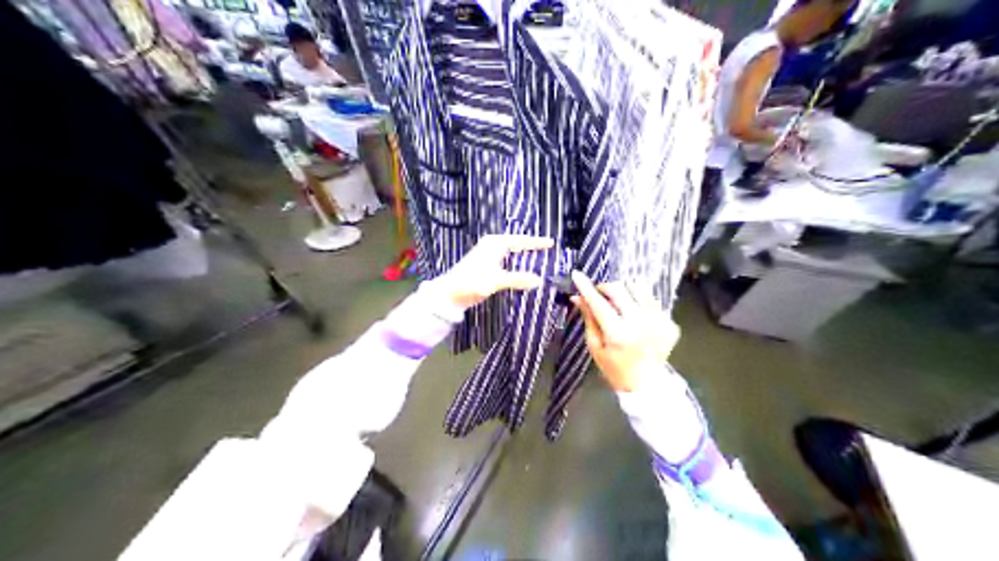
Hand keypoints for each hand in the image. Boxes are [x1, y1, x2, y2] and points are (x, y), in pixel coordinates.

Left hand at [437, 233, 553, 309]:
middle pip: (516, 243)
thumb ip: (518, 279)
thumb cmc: (471, 283)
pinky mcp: (484, 263)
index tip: (551, 243)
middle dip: (530, 245)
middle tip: (547, 247)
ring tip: (537, 256)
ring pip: (510, 250)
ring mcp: (487, 254)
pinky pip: (505, 258)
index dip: (536, 242)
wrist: (449, 293)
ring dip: (523, 253)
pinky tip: (520, 268)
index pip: (521, 240)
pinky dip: (515, 261)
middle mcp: (491, 245)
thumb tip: (538, 280)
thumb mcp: (497, 281)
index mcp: (495, 244)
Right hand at [569, 270, 679, 391]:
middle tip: (600, 294)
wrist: (647, 384)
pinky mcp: (670, 322)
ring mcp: (658, 322)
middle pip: (619, 289)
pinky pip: (652, 300)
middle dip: (605, 287)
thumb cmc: (614, 368)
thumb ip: (588, 319)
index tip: (577, 275)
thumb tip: (577, 296)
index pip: (599, 303)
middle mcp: (640, 324)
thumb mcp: (595, 346)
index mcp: (618, 334)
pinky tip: (637, 315)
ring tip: (620, 302)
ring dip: (625, 290)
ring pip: (639, 287)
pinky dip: (641, 302)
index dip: (586, 287)